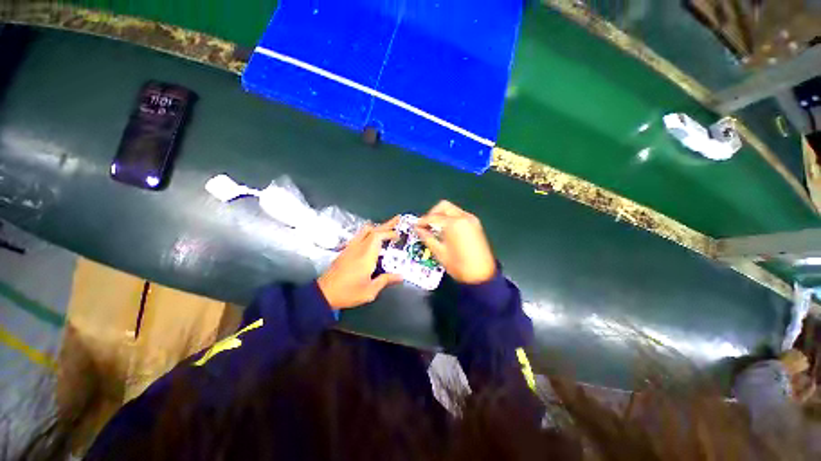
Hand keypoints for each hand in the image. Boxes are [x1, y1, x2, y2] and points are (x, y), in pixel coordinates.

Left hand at [317, 217, 402, 309]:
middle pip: (372, 229)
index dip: (389, 232)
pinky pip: (359, 235)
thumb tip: (400, 276)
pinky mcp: (345, 250)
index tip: (398, 235)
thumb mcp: (370, 291)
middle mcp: (358, 247)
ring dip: (377, 227)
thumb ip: (385, 280)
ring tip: (387, 228)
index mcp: (366, 256)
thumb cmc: (348, 292)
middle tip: (397, 220)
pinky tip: (373, 239)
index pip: (378, 236)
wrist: (324, 293)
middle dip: (386, 224)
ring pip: (364, 230)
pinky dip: (369, 233)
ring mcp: (350, 247)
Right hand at [415, 200, 495, 283]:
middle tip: (426, 225)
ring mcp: (471, 220)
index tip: (416, 226)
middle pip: (444, 206)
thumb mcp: (439, 252)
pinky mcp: (476, 225)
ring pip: (452, 210)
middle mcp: (463, 217)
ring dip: (442, 216)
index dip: (422, 221)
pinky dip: (451, 219)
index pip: (433, 217)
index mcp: (453, 223)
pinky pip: (460, 216)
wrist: (482, 275)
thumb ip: (427, 237)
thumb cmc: (459, 265)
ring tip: (435, 229)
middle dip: (432, 214)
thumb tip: (418, 229)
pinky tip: (446, 231)